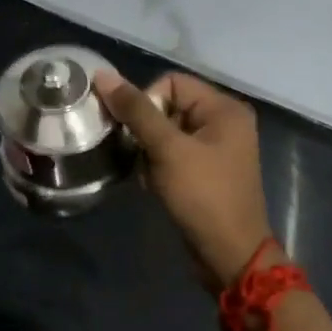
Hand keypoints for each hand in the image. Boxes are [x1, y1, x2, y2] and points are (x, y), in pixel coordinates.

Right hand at [94, 70, 274, 295]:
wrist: (228, 254)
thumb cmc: (202, 195)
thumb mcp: (167, 149)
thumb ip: (136, 110)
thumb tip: (103, 75)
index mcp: (224, 108)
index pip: (170, 82)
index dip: (147, 103)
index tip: (139, 133)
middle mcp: (224, 121)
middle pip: (167, 105)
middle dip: (146, 130)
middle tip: (141, 155)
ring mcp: (216, 147)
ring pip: (165, 130)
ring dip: (149, 150)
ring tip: (149, 174)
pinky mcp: (206, 169)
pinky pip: (173, 151)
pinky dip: (158, 164)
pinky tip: (155, 184)